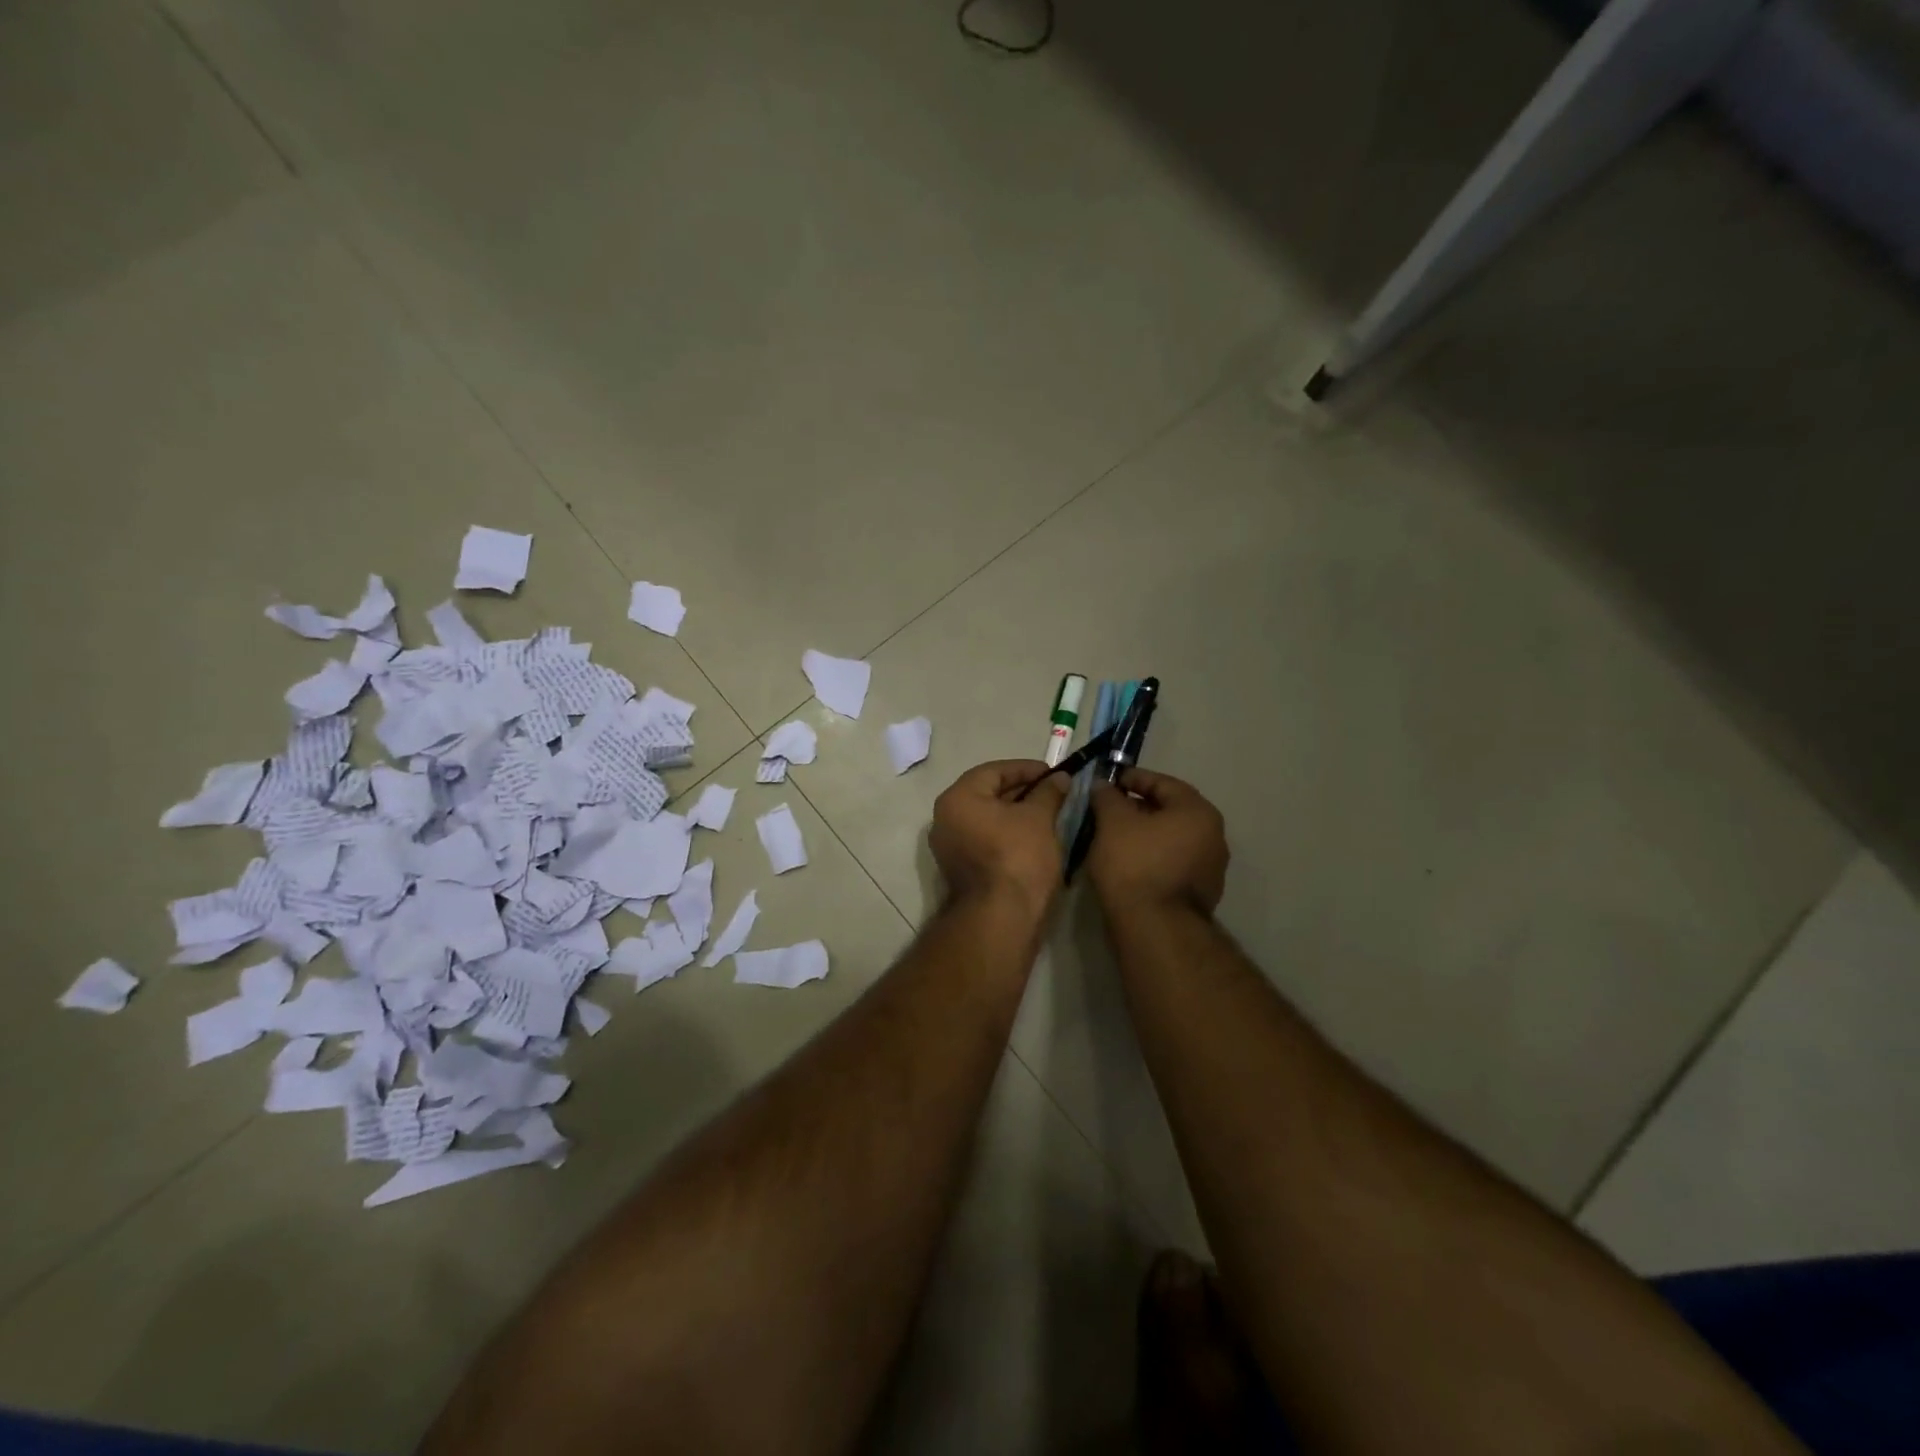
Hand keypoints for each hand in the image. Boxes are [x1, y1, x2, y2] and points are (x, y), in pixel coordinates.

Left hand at [930, 760, 1069, 915]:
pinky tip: (1035, 837)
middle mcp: (945, 819)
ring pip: (987, 818)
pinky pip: (985, 839)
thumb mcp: (1039, 818)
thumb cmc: (1018, 857)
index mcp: (958, 798)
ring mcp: (949, 847)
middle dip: (1023, 791)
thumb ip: (1048, 792)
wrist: (1001, 918)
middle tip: (1054, 792)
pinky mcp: (960, 869)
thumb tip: (1060, 778)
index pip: (994, 771)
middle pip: (988, 793)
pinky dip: (1008, 833)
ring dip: (1017, 813)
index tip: (1054, 773)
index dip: (1027, 769)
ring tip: (1050, 813)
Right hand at [1087, 767, 1228, 917]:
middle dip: (1137, 807)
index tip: (1108, 782)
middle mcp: (1213, 836)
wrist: (1154, 928)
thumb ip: (1107, 796)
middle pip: (1170, 811)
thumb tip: (1104, 785)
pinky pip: (1172, 863)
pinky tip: (1127, 862)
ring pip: (1171, 839)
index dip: (1133, 778)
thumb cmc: (1135, 864)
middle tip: (1107, 809)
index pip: (1163, 783)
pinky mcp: (1200, 894)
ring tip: (1113, 837)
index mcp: (1198, 812)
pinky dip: (1151, 856)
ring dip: (1144, 834)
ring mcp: (1210, 868)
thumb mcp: (1112, 822)